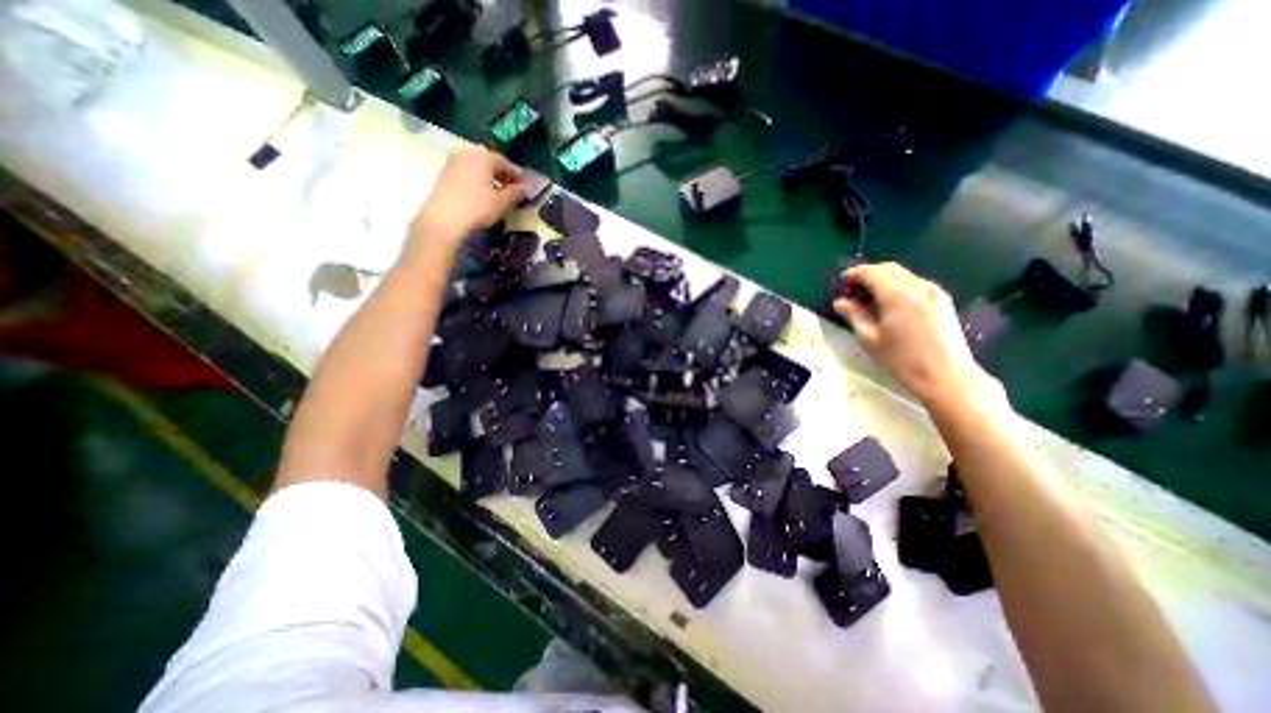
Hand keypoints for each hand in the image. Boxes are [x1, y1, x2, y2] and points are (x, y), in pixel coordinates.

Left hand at [408, 146, 524, 249]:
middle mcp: (468, 153)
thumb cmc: (478, 207)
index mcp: (484, 156)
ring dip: (490, 178)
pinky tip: (483, 194)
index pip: (506, 163)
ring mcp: (453, 161)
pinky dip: (478, 181)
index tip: (525, 187)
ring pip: (478, 167)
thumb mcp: (502, 202)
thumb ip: (515, 192)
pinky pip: (467, 173)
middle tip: (513, 189)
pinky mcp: (445, 173)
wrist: (444, 218)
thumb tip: (524, 188)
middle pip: (490, 162)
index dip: (517, 176)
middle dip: (503, 175)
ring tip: (499, 193)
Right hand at [835, 262, 1002, 410]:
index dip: (855, 273)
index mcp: (896, 295)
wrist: (946, 376)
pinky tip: (891, 305)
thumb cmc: (901, 359)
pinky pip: (916, 283)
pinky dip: (899, 286)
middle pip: (889, 269)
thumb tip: (840, 302)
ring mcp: (934, 292)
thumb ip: (854, 315)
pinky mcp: (943, 300)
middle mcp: (917, 286)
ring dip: (884, 280)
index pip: (872, 272)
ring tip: (870, 299)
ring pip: (903, 275)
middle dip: (869, 274)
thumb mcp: (870, 339)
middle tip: (854, 290)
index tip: (843, 281)